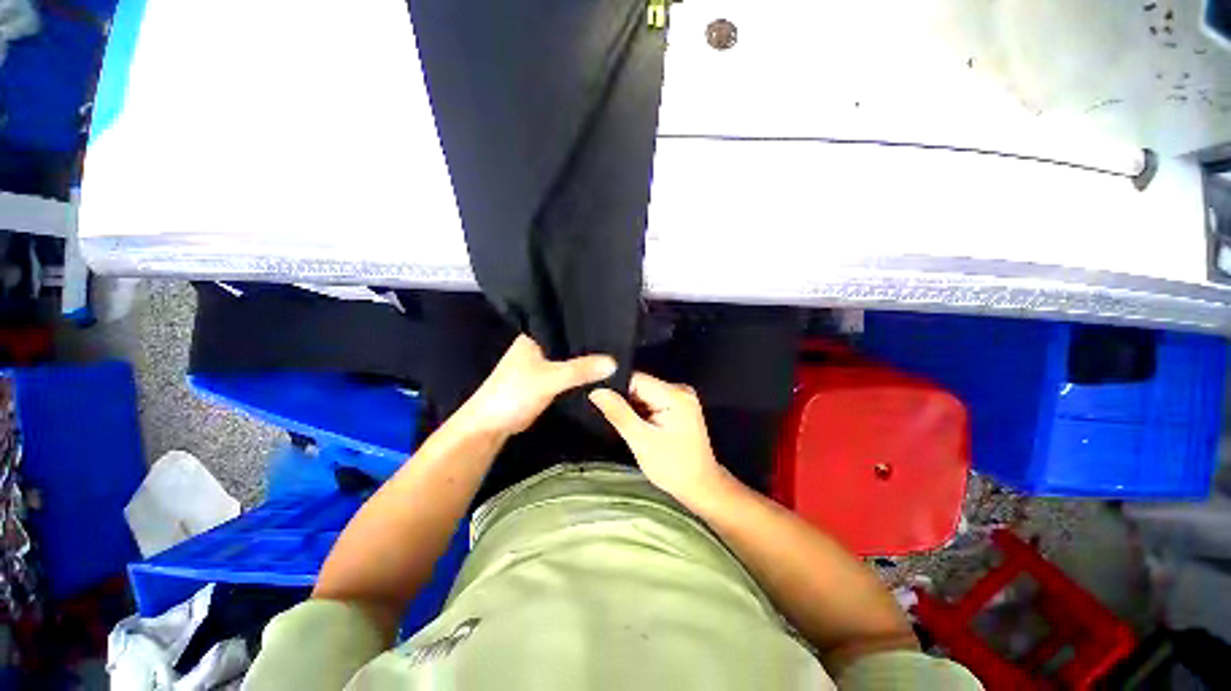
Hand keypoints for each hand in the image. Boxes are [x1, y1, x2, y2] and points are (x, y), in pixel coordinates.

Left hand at [459, 335, 616, 437]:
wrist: (491, 425)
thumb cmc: (514, 393)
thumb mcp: (549, 378)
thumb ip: (579, 370)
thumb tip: (614, 362)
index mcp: (535, 335)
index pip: (566, 322)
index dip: (587, 322)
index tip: (613, 322)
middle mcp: (539, 345)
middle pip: (570, 341)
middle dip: (590, 343)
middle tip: (619, 340)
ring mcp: (543, 363)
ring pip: (570, 357)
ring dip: (586, 359)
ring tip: (616, 354)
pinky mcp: (546, 380)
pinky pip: (568, 372)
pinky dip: (580, 373)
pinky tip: (599, 373)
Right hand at [589, 372, 726, 505]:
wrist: (701, 486)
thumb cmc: (673, 468)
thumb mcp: (642, 442)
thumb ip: (619, 413)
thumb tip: (597, 391)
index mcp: (675, 395)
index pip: (636, 379)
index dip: (615, 388)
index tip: (598, 400)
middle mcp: (680, 389)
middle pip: (640, 385)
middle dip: (624, 400)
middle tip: (612, 418)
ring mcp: (680, 397)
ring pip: (643, 393)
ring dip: (632, 407)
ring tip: (625, 424)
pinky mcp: (678, 405)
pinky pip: (651, 400)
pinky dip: (641, 412)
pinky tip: (638, 425)